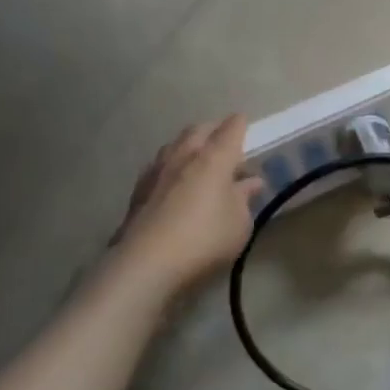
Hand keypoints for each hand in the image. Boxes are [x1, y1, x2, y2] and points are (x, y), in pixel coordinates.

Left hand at [105, 115, 262, 298]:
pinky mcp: (138, 191)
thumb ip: (245, 198)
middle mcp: (185, 155)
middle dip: (213, 130)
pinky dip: (171, 166)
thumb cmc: (204, 239)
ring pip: (175, 144)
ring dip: (188, 145)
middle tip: (224, 141)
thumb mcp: (239, 223)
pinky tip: (174, 181)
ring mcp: (157, 171)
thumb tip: (250, 182)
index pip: (231, 129)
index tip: (245, 124)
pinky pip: (159, 166)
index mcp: (214, 158)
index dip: (240, 124)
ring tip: (198, 158)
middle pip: (199, 130)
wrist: (145, 264)